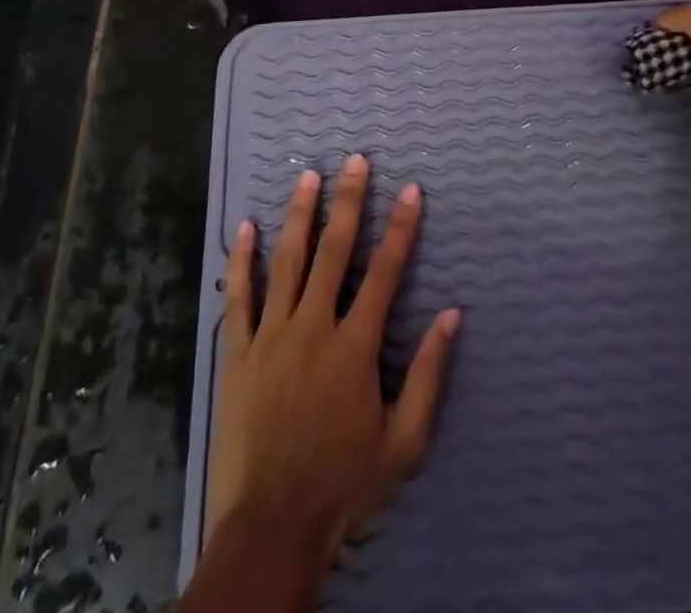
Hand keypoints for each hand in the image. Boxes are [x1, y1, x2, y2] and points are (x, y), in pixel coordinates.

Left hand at [204, 154, 460, 565]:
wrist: (271, 528)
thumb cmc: (342, 485)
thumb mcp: (403, 442)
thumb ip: (428, 375)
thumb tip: (452, 315)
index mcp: (355, 346)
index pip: (385, 271)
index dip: (401, 227)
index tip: (410, 190)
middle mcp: (313, 327)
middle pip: (334, 251)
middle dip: (349, 202)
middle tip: (356, 161)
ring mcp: (271, 336)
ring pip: (287, 261)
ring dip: (300, 215)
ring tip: (308, 176)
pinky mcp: (237, 353)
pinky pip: (238, 297)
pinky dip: (241, 261)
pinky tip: (245, 228)